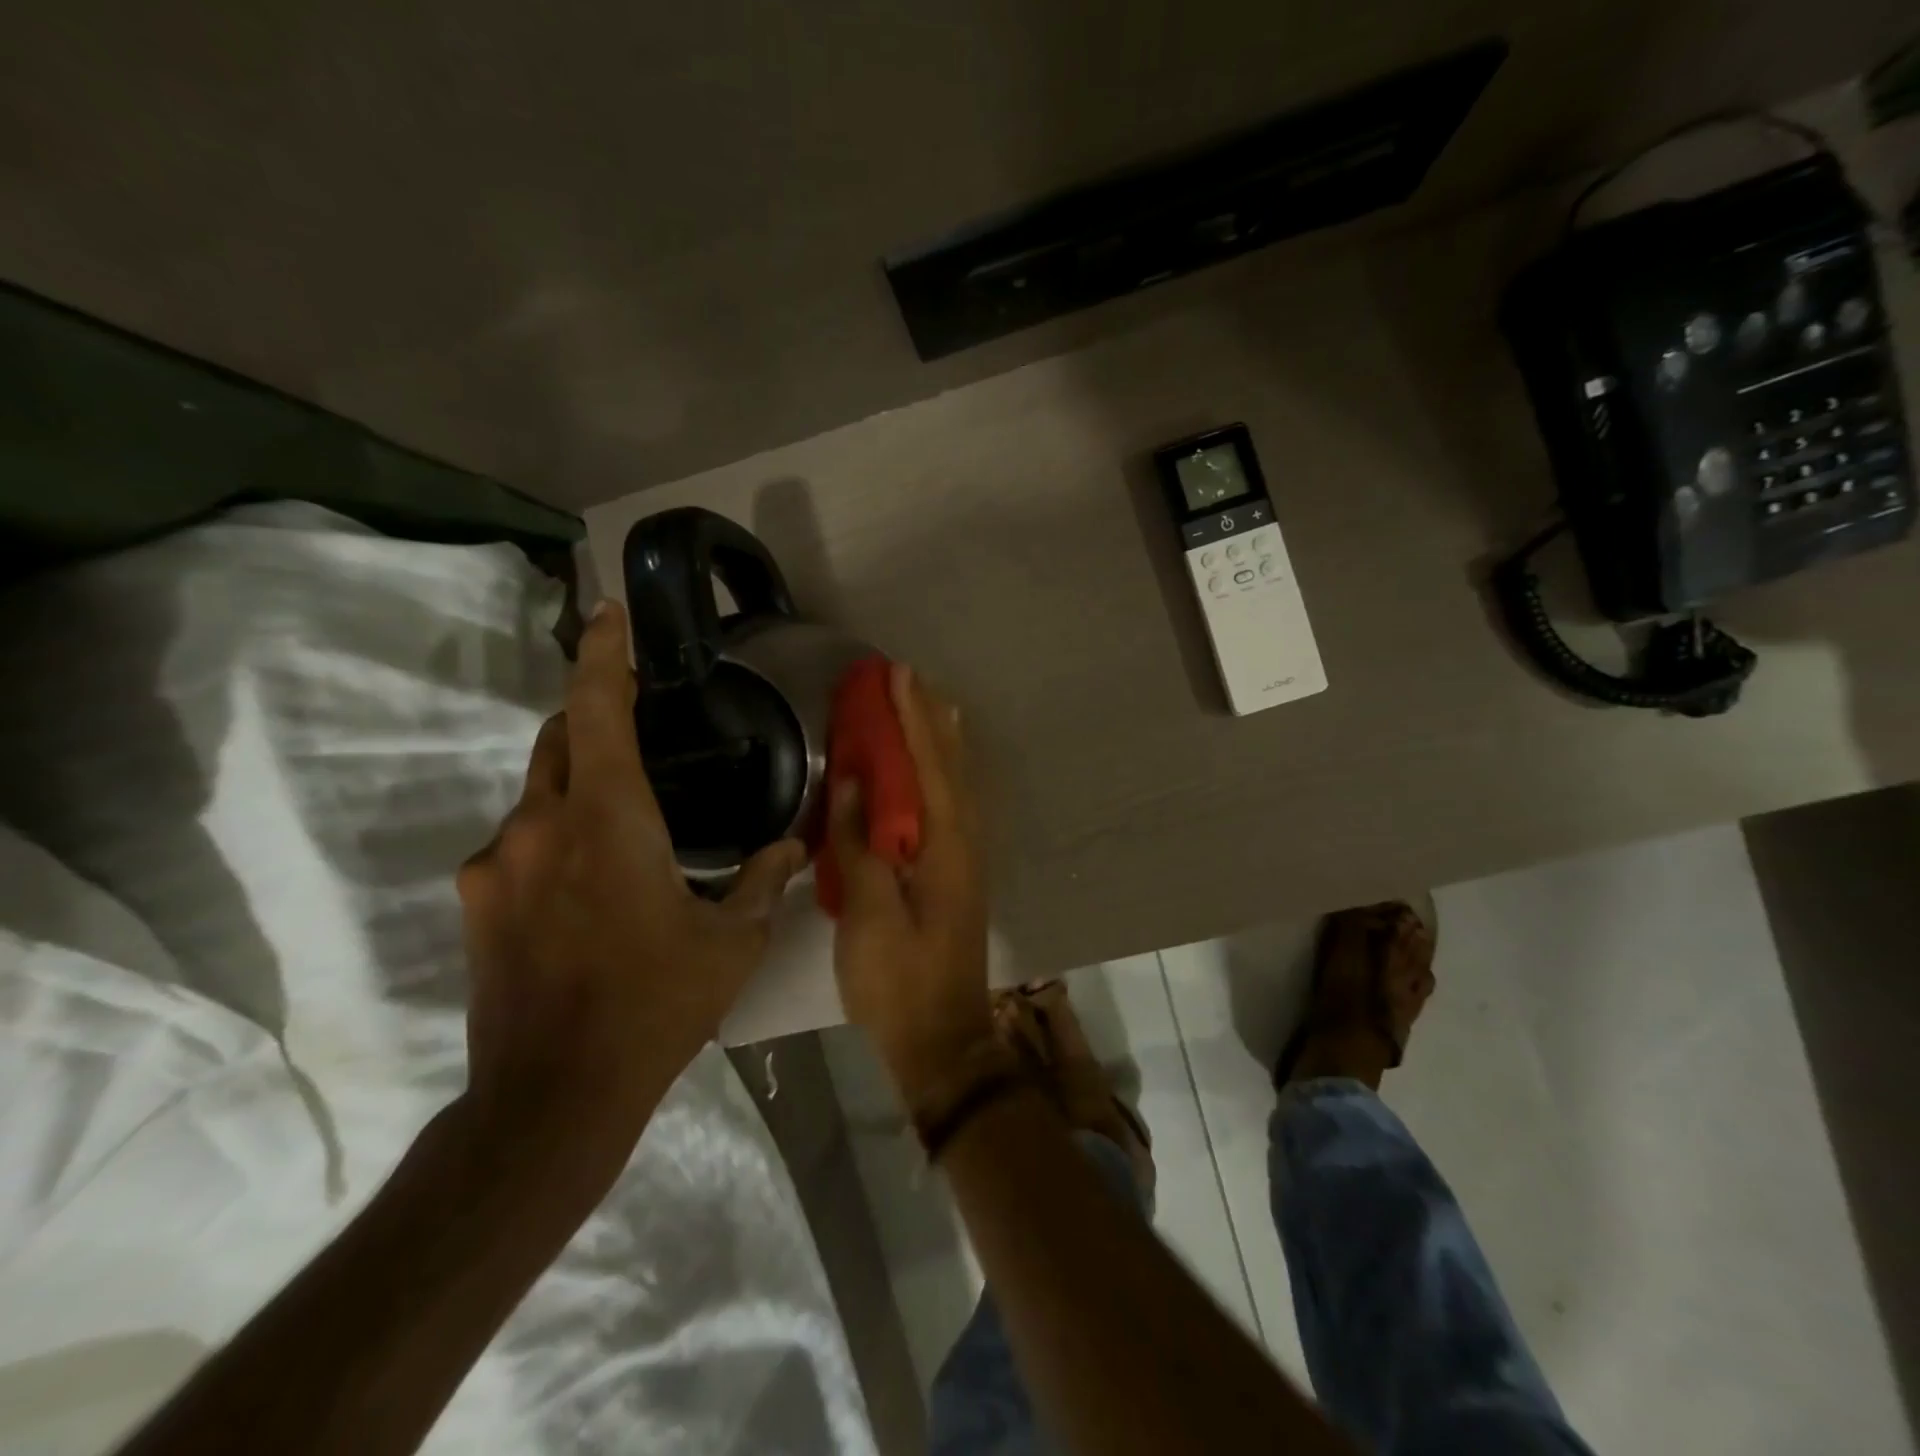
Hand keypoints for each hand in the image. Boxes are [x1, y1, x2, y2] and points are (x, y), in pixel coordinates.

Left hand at [457, 603, 803, 1173]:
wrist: (553, 1096)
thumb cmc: (655, 1005)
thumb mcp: (731, 942)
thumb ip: (764, 881)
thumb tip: (796, 845)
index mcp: (606, 819)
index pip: (596, 709)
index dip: (604, 653)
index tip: (609, 611)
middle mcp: (539, 825)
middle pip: (557, 738)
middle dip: (592, 716)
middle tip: (636, 722)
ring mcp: (496, 863)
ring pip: (537, 792)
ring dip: (577, 786)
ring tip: (625, 821)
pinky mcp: (476, 901)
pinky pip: (518, 841)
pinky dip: (555, 835)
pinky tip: (589, 882)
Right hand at [828, 664, 992, 1112]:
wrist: (942, 1041)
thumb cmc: (899, 981)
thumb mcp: (867, 915)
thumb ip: (859, 846)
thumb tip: (853, 784)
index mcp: (946, 846)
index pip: (929, 766)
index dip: (912, 718)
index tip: (899, 675)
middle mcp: (966, 843)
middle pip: (952, 767)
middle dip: (931, 720)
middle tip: (911, 680)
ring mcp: (966, 860)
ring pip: (958, 785)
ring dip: (941, 743)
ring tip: (927, 707)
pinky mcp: (957, 877)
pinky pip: (952, 806)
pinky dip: (941, 776)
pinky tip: (928, 775)